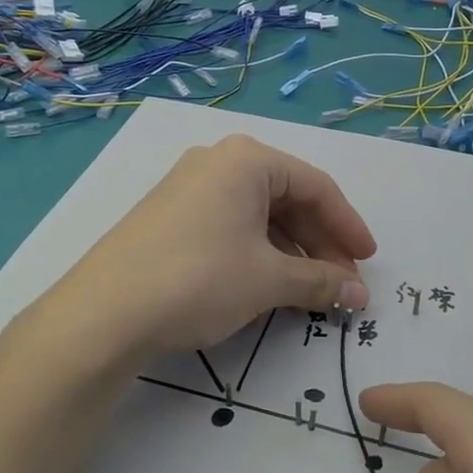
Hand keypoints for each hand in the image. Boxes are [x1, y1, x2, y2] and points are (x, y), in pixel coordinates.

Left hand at [56, 134, 375, 357]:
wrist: (105, 312)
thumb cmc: (200, 278)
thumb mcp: (268, 279)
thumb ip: (320, 281)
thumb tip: (358, 295)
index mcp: (247, 160)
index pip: (316, 186)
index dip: (348, 225)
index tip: (368, 261)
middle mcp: (218, 162)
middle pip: (288, 199)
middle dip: (320, 243)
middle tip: (342, 284)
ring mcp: (189, 188)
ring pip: (259, 215)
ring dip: (292, 252)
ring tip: (310, 291)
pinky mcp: (170, 216)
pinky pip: (231, 226)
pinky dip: (259, 253)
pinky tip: (269, 284)